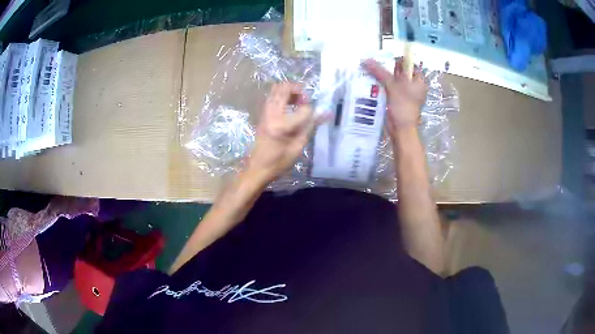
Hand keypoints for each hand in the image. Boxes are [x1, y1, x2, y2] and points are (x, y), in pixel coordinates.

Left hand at [247, 83, 315, 183]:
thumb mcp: (299, 146)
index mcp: (282, 124)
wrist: (257, 168)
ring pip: (276, 89)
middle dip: (298, 91)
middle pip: (285, 88)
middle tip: (305, 101)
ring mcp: (265, 112)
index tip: (313, 118)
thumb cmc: (279, 161)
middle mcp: (272, 113)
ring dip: (289, 92)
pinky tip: (289, 108)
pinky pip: (272, 96)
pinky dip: (282, 97)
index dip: (312, 112)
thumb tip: (327, 113)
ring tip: (298, 103)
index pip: (304, 108)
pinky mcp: (262, 114)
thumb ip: (311, 126)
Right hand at [362, 58, 427, 135]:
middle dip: (388, 68)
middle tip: (375, 65)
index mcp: (419, 81)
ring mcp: (407, 94)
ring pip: (394, 81)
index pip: (409, 64)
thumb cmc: (402, 106)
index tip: (385, 60)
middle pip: (400, 72)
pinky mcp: (399, 101)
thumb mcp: (392, 86)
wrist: (401, 130)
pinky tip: (373, 83)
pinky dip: (383, 86)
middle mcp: (414, 86)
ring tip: (371, 72)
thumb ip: (379, 71)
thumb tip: (366, 60)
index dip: (397, 60)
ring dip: (384, 77)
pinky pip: (391, 89)